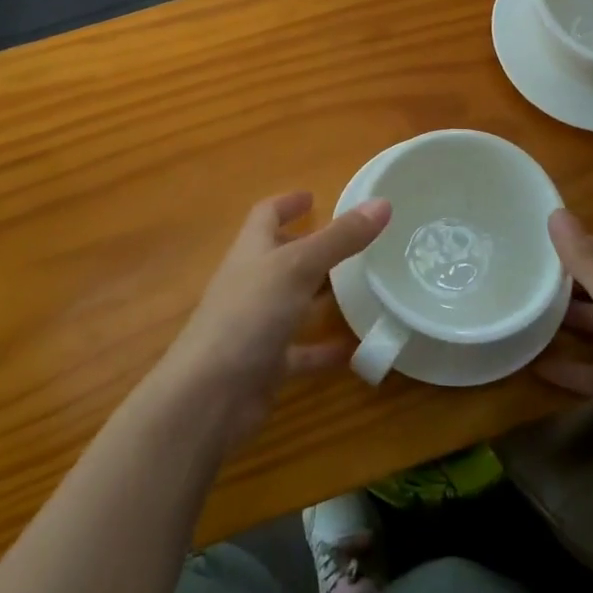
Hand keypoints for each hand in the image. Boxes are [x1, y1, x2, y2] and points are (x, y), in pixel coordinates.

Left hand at [156, 192, 389, 446]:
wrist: (209, 396)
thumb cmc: (249, 315)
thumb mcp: (298, 267)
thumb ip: (340, 238)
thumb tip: (382, 202)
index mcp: (252, 250)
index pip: (266, 214)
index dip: (287, 203)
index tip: (313, 196)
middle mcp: (252, 283)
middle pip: (282, 257)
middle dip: (312, 248)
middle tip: (353, 242)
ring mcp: (258, 325)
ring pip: (294, 303)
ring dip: (322, 296)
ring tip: (364, 288)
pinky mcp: (267, 365)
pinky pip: (302, 351)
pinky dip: (326, 349)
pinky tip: (358, 350)